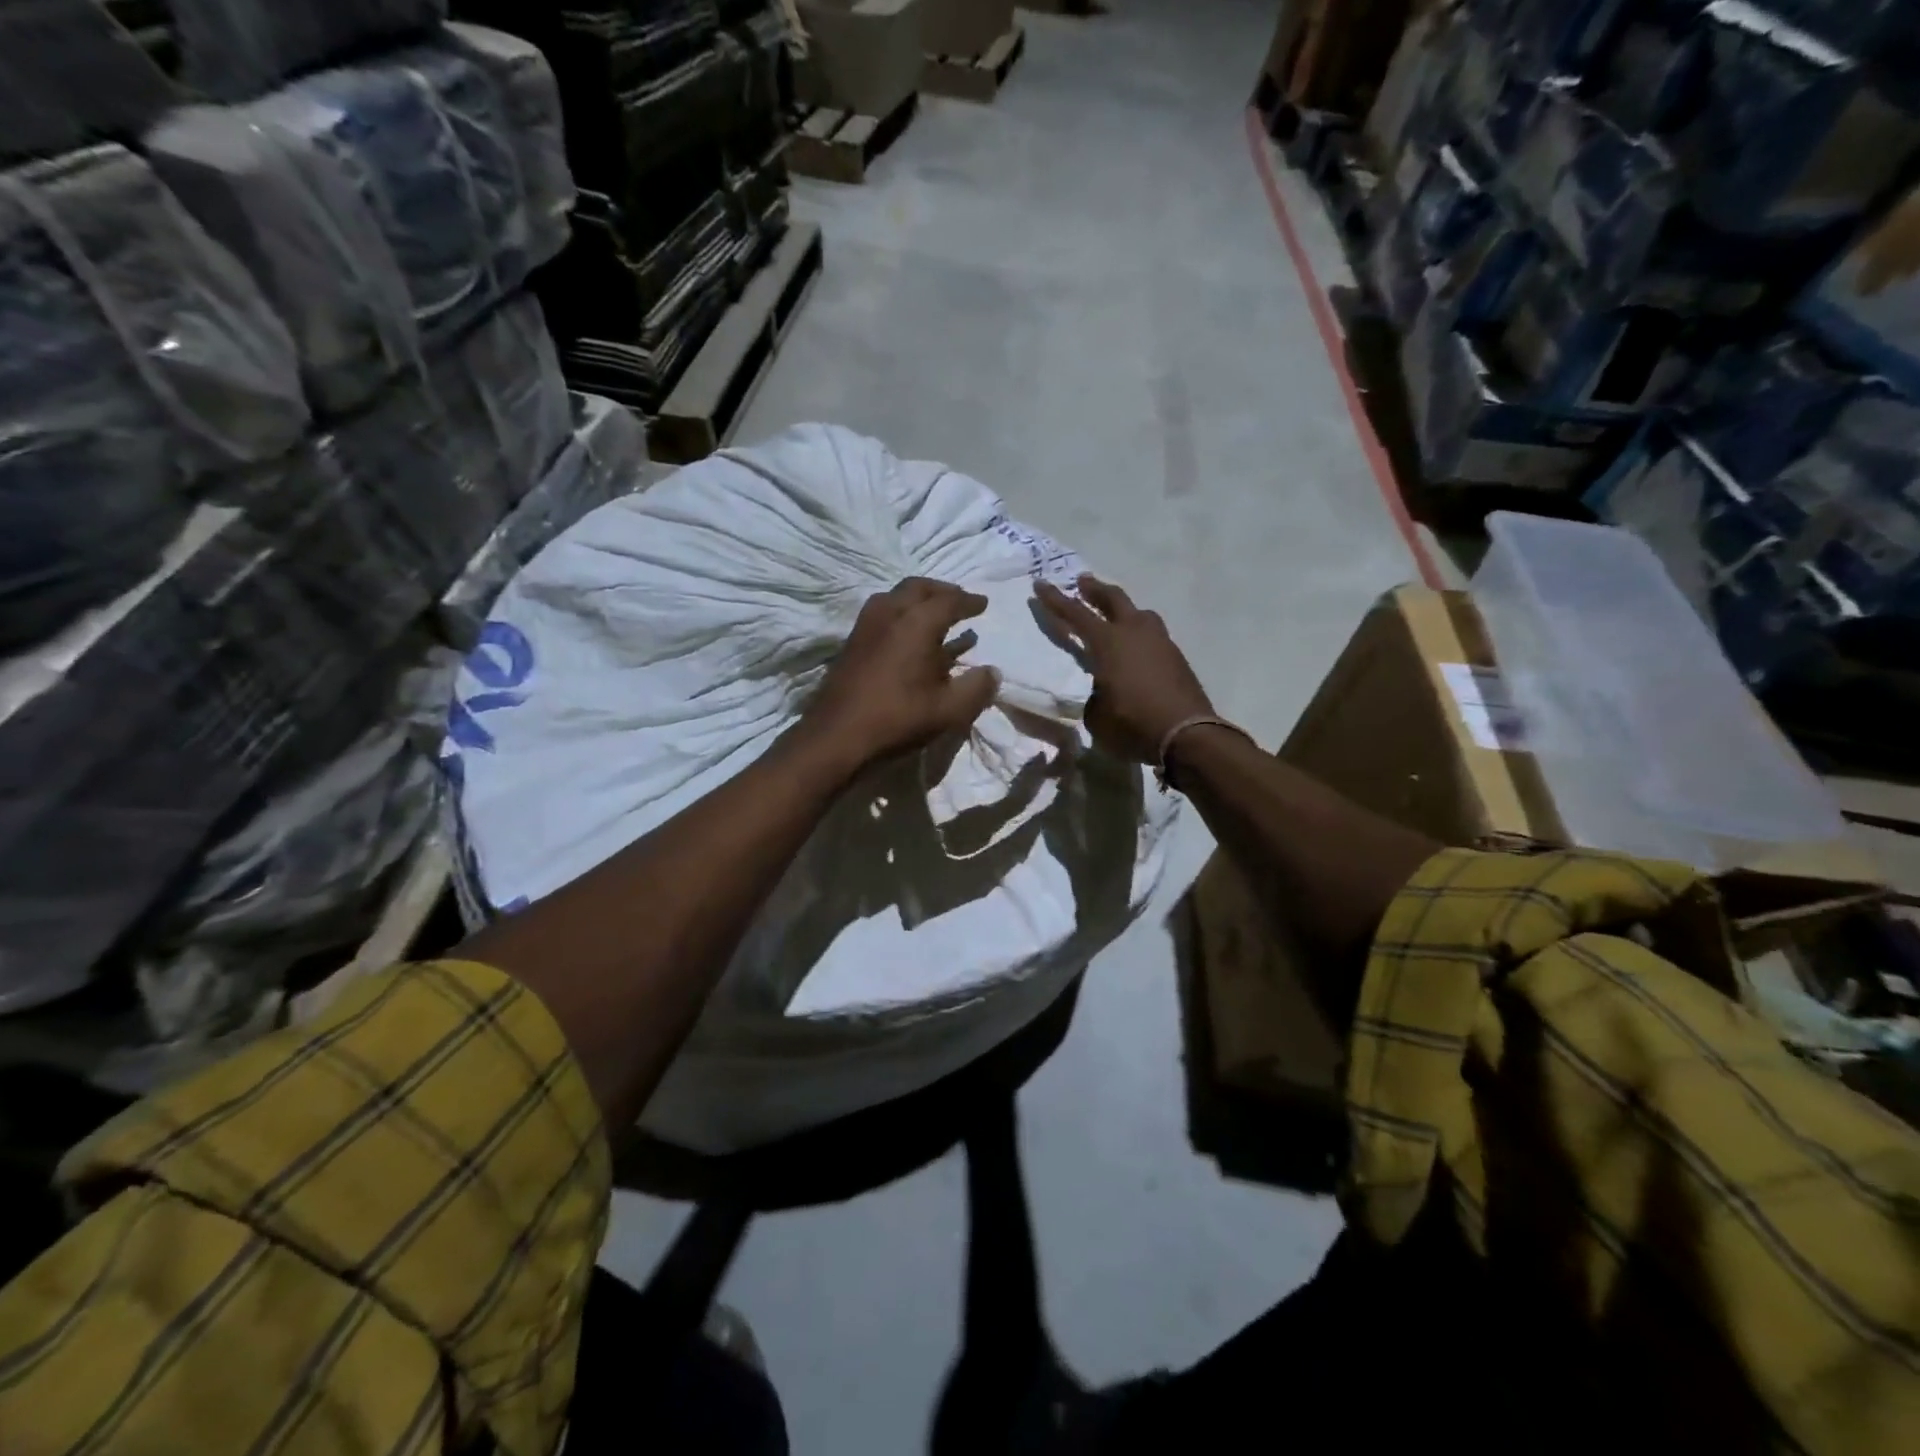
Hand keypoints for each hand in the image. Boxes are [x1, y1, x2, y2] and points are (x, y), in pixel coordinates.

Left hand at [800, 577, 999, 773]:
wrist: (836, 736)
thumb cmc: (898, 719)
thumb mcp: (949, 710)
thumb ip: (977, 688)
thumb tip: (992, 672)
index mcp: (916, 623)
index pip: (949, 600)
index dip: (969, 601)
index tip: (983, 603)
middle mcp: (889, 614)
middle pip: (918, 588)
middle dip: (942, 591)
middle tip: (958, 600)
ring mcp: (866, 626)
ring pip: (895, 597)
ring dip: (918, 600)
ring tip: (934, 615)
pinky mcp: (852, 643)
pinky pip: (882, 614)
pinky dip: (901, 614)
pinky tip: (908, 637)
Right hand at [1034, 574, 1212, 763]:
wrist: (1186, 735)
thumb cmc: (1132, 724)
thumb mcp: (1097, 715)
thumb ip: (1094, 695)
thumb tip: (1102, 691)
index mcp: (1108, 642)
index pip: (1076, 614)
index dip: (1055, 599)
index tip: (1041, 584)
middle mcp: (1135, 632)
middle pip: (1113, 599)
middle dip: (1095, 589)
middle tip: (1082, 582)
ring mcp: (1160, 642)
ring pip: (1140, 614)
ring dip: (1123, 609)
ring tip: (1115, 612)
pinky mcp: (1176, 658)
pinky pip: (1153, 636)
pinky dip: (1140, 634)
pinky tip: (1137, 647)